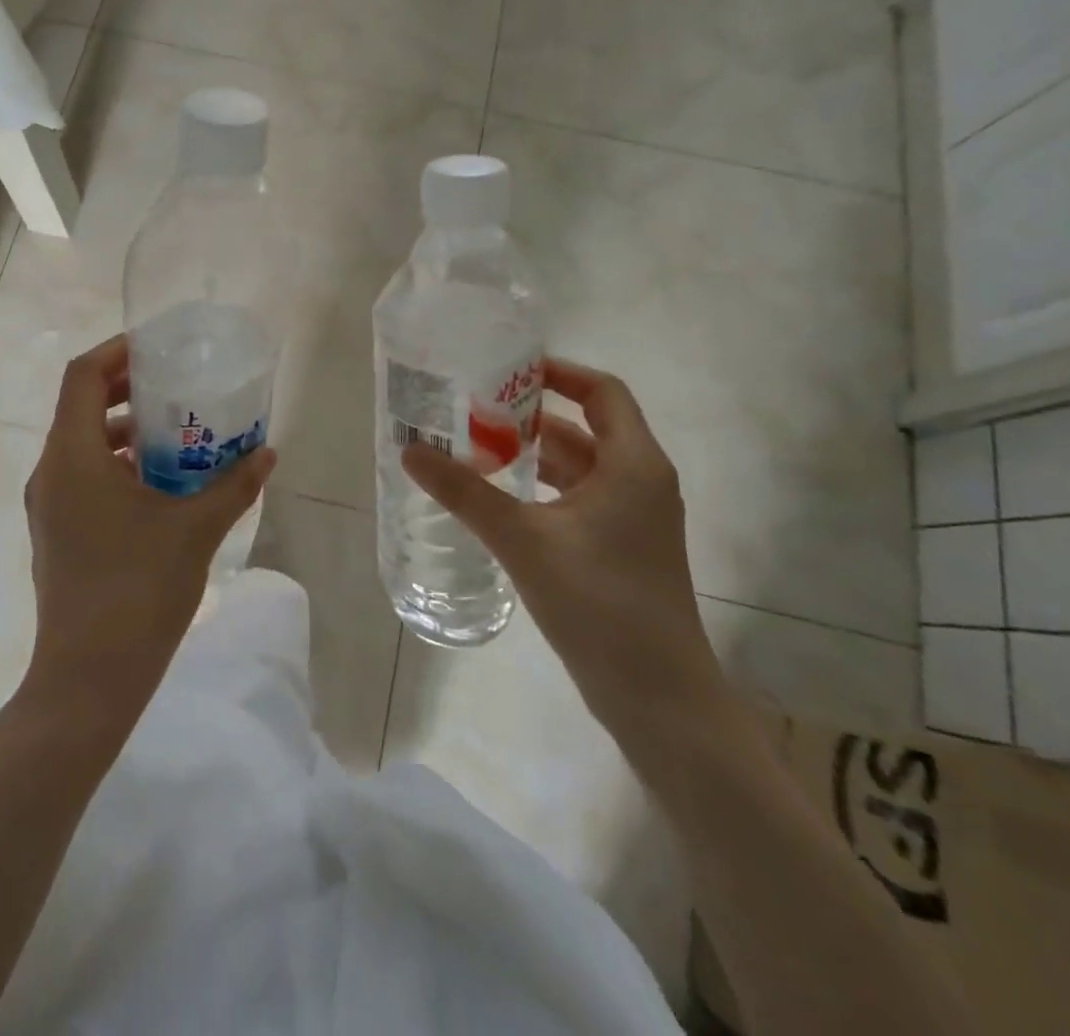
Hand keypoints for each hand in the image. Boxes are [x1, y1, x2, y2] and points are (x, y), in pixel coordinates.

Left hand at [21, 335, 276, 719]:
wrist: (88, 679)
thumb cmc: (139, 589)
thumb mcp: (196, 529)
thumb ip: (234, 485)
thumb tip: (267, 452)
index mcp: (72, 456)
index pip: (81, 377)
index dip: (115, 352)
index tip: (155, 348)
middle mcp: (50, 472)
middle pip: (79, 406)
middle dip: (123, 389)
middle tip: (172, 384)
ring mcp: (47, 506)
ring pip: (79, 444)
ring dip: (121, 430)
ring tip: (172, 433)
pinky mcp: (55, 533)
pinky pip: (80, 476)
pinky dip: (113, 464)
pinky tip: (157, 485)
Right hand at [402, 358, 728, 740]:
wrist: (659, 698)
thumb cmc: (600, 604)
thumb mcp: (524, 541)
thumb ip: (465, 493)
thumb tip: (410, 450)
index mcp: (633, 464)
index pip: (602, 391)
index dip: (558, 373)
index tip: (505, 371)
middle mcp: (639, 482)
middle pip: (585, 427)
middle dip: (529, 415)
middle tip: (472, 409)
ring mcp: (632, 519)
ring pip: (578, 466)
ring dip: (531, 454)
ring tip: (473, 448)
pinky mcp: (619, 549)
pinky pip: (576, 499)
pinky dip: (540, 489)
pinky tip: (497, 499)